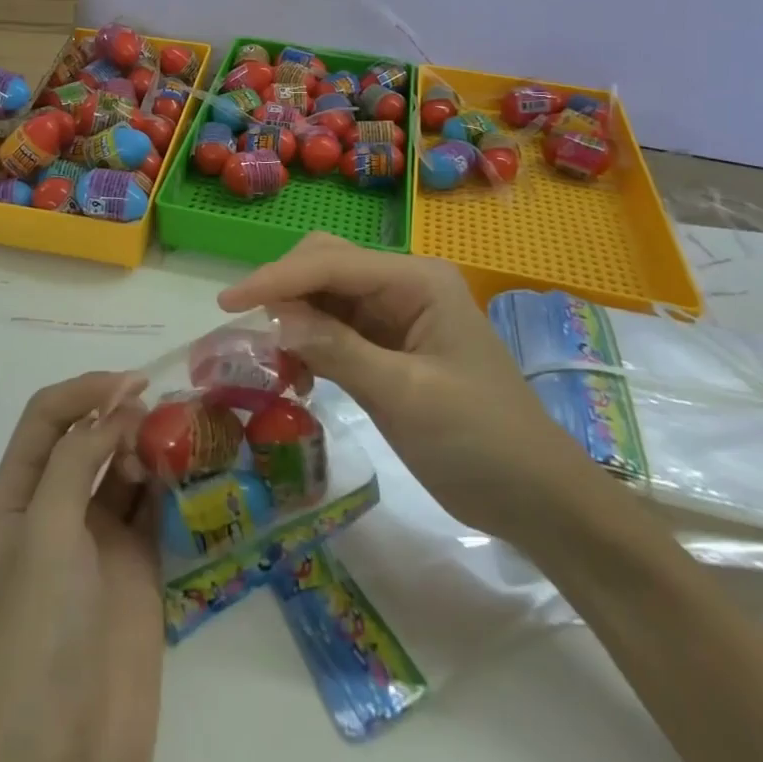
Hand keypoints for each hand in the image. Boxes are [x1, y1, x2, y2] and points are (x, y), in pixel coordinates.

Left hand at [0, 372, 163, 761]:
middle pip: (86, 437)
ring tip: (181, 431)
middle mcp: (55, 509)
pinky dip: (168, 480)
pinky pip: (152, 505)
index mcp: (17, 498)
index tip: (132, 382)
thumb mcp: (46, 534)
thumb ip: (77, 462)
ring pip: (123, 467)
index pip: (46, 419)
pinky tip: (189, 467)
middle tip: (164, 408)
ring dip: (147, 443)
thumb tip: (116, 410)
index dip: (85, 391)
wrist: (64, 754)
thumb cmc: (40, 633)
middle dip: (119, 412)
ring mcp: (97, 538)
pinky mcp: (135, 564)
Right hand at [219, 233, 599, 545]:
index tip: (226, 304)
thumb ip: (339, 351)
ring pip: (324, 296)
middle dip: (283, 290)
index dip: (276, 279)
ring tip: (271, 362)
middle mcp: (403, 285)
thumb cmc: (481, 442)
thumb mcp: (408, 396)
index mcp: (416, 280)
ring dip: (291, 319)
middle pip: (325, 265)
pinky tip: (298, 375)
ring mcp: (395, 316)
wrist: (536, 498)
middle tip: (248, 333)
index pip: (331, 264)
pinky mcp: (387, 347)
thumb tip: (273, 321)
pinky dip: (307, 344)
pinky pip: (333, 329)